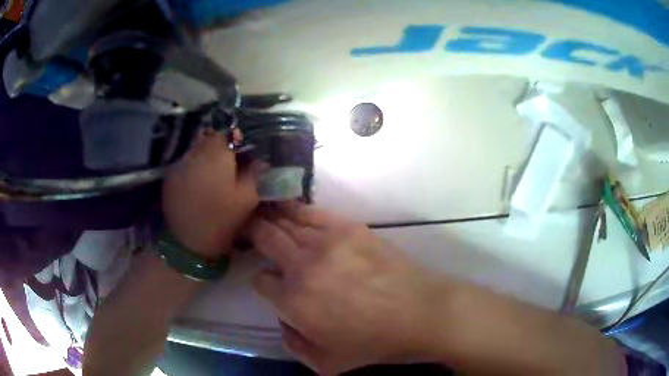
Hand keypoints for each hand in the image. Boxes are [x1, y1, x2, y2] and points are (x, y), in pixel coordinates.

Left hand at [163, 129, 258, 258]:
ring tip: (214, 172)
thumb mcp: (247, 198)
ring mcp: (180, 162)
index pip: (229, 132)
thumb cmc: (221, 219)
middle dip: (222, 145)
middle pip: (211, 136)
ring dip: (207, 155)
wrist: (187, 242)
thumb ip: (255, 173)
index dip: (238, 140)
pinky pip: (186, 161)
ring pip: (197, 148)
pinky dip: (194, 166)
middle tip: (231, 163)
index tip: (244, 153)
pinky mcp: (170, 175)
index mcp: (217, 153)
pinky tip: (199, 181)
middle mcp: (196, 151)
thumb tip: (260, 158)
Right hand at [248, 203, 444, 374]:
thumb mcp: (325, 363)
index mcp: (292, 301)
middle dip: (252, 235)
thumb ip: (293, 343)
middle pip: (265, 238)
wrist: (418, 313)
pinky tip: (287, 207)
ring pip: (285, 221)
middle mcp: (301, 266)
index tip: (268, 283)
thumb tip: (283, 319)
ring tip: (262, 215)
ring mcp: (324, 242)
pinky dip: (294, 209)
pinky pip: (311, 212)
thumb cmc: (373, 343)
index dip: (260, 281)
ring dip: (270, 218)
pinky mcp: (347, 227)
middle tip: (249, 233)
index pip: (260, 280)